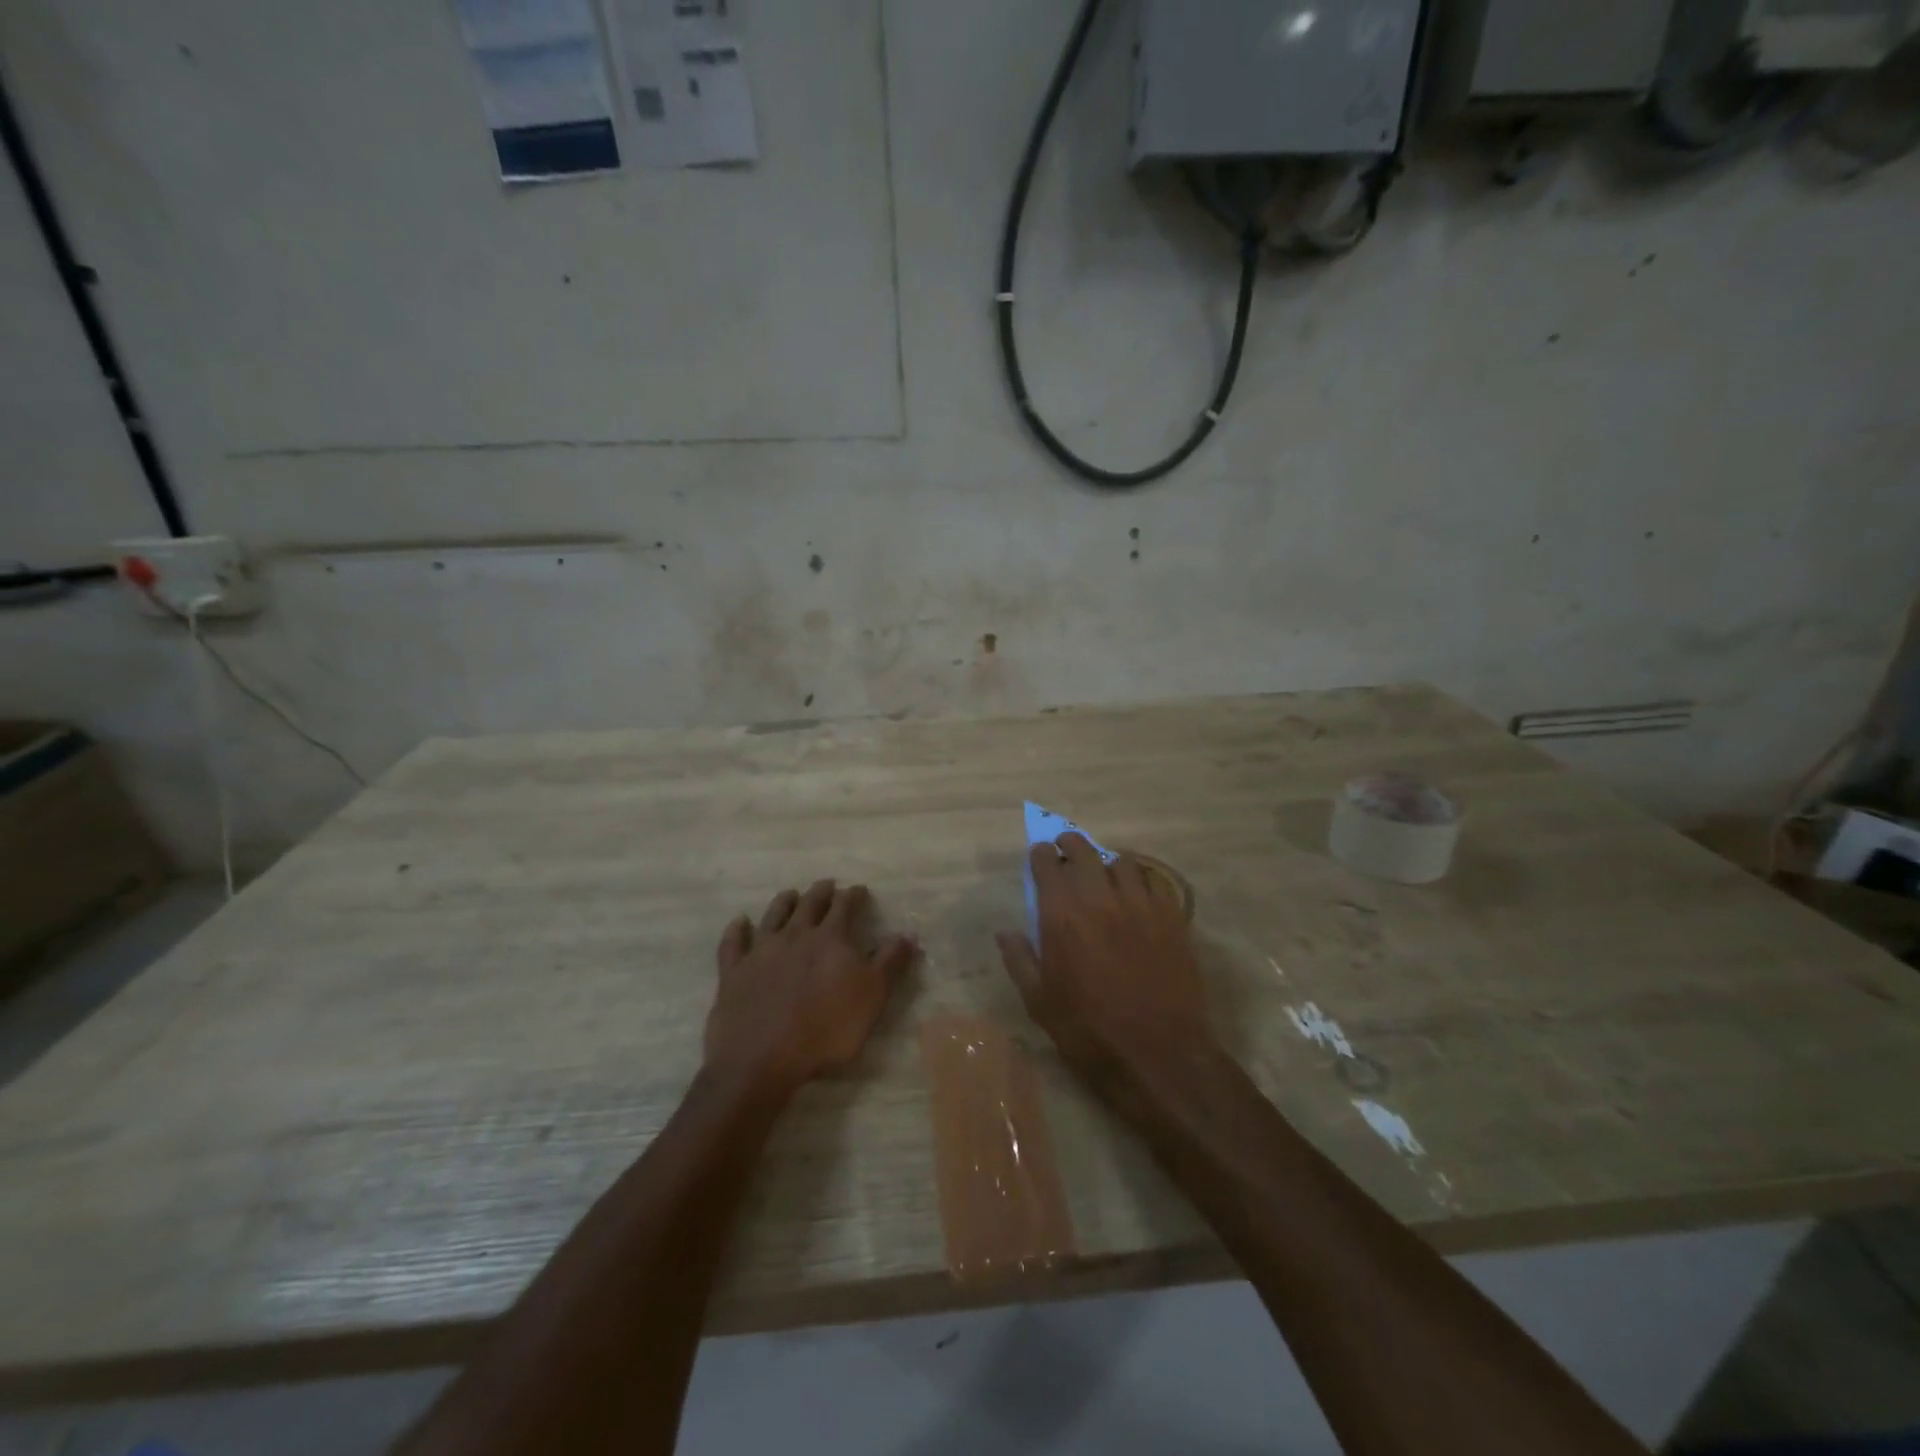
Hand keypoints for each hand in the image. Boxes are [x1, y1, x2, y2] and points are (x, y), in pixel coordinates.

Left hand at [706, 880, 915, 1095]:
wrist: (762, 1059)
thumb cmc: (826, 1030)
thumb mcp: (872, 998)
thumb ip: (890, 963)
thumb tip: (907, 933)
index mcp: (830, 939)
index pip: (845, 907)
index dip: (854, 896)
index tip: (859, 890)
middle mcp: (795, 935)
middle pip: (809, 904)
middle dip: (821, 892)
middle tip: (827, 884)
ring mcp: (760, 951)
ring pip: (773, 916)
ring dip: (784, 902)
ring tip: (790, 894)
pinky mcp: (733, 972)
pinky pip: (733, 943)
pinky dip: (737, 930)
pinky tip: (739, 922)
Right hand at [996, 834, 1211, 1073]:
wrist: (1157, 1053)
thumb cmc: (1088, 1031)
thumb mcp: (1039, 1002)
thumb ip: (1020, 959)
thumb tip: (1005, 932)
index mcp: (1062, 915)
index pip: (1047, 863)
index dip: (1041, 855)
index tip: (1039, 857)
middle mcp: (1099, 898)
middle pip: (1084, 850)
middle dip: (1070, 844)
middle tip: (1066, 850)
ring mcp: (1140, 904)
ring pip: (1123, 861)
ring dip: (1108, 862)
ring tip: (1106, 874)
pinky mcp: (1171, 917)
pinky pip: (1155, 881)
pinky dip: (1142, 880)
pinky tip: (1139, 894)